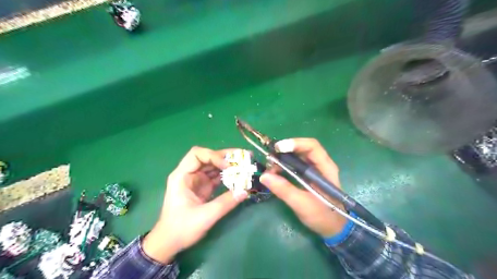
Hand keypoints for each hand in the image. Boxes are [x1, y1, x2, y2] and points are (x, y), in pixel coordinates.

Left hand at [141, 146, 246, 263]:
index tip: (228, 166)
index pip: (197, 155)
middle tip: (245, 156)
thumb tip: (245, 191)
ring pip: (214, 165)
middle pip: (208, 157)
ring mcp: (196, 180)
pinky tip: (239, 177)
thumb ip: (225, 203)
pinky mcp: (203, 187)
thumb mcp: (204, 216)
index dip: (214, 156)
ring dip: (229, 165)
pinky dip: (228, 175)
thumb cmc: (181, 228)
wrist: (169, 242)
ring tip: (245, 164)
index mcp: (182, 176)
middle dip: (226, 157)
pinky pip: (216, 176)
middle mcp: (189, 174)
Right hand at [260, 139, 345, 236]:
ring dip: (283, 159)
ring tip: (270, 167)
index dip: (295, 143)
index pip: (312, 146)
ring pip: (297, 156)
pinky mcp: (307, 176)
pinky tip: (275, 173)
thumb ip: (284, 190)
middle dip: (285, 151)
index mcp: (326, 168)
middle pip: (302, 149)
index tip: (278, 148)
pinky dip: (284, 166)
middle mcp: (320, 165)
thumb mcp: (302, 204)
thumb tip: (264, 176)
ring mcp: (314, 170)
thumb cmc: (323, 216)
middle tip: (270, 158)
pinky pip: (294, 165)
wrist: (333, 228)